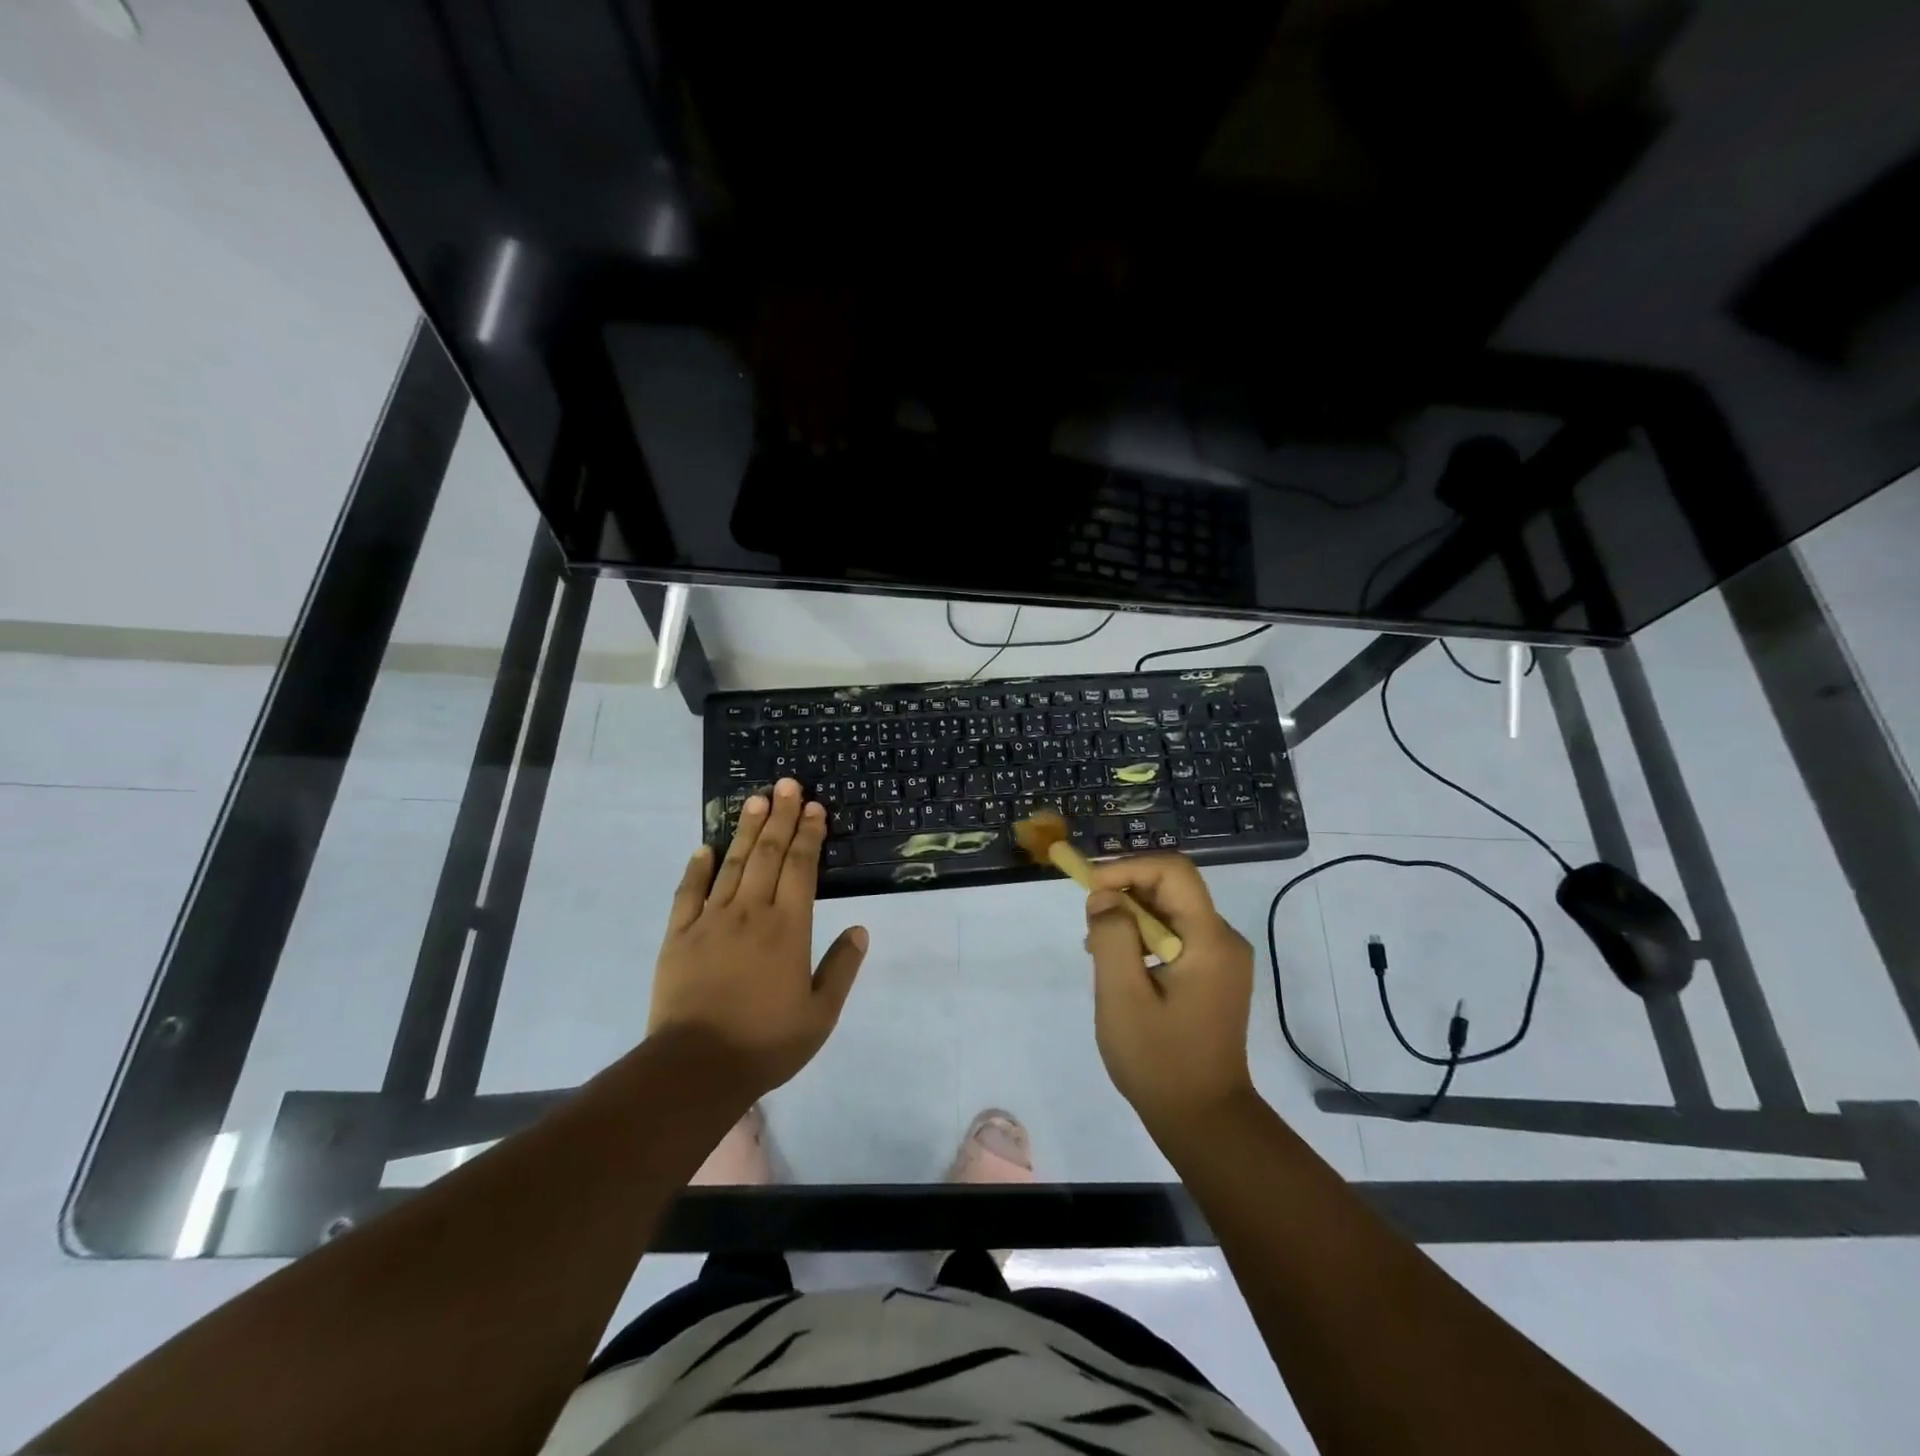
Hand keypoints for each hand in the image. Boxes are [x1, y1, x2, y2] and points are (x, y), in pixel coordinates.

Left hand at [649, 778, 866, 1098]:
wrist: (696, 1068)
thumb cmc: (766, 1042)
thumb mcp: (820, 1014)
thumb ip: (841, 968)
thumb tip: (860, 929)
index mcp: (788, 928)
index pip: (801, 868)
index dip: (809, 835)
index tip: (815, 808)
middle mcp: (751, 913)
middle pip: (767, 854)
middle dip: (781, 817)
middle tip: (788, 784)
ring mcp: (710, 921)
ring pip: (731, 864)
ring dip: (745, 829)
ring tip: (756, 799)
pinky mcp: (678, 936)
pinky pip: (688, 893)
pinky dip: (697, 868)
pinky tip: (703, 848)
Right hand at [1083, 854, 1256, 1134]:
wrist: (1204, 1120)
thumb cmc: (1159, 1059)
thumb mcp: (1122, 996)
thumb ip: (1111, 936)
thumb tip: (1104, 897)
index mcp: (1209, 939)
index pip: (1173, 871)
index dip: (1128, 868)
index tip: (1090, 889)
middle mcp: (1223, 940)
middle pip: (1172, 888)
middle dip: (1125, 894)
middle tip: (1090, 925)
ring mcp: (1222, 959)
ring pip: (1171, 911)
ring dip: (1131, 919)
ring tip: (1100, 952)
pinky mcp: (1214, 976)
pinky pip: (1176, 936)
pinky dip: (1144, 939)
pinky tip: (1122, 970)